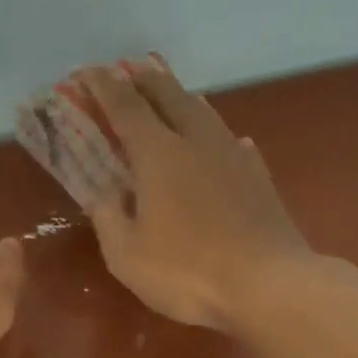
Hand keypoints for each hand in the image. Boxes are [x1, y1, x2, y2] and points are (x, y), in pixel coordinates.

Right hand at [80, 55, 313, 329]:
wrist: (269, 284)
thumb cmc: (188, 271)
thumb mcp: (128, 256)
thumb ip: (109, 220)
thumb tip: (105, 196)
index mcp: (158, 154)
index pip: (125, 106)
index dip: (103, 86)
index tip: (88, 72)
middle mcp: (197, 142)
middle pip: (169, 95)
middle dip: (145, 80)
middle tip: (128, 73)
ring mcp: (234, 157)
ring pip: (204, 112)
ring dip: (182, 99)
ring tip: (170, 98)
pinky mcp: (259, 178)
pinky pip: (233, 143)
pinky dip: (217, 136)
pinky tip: (224, 143)